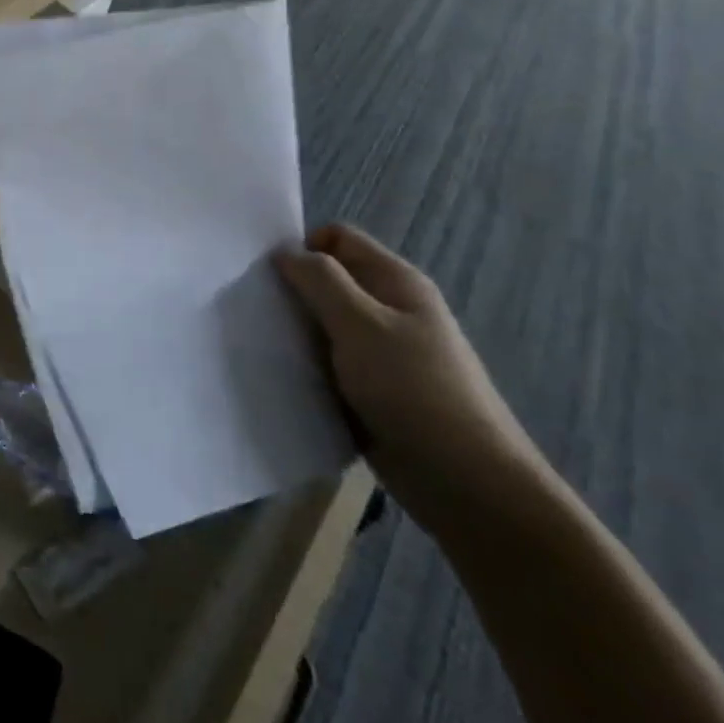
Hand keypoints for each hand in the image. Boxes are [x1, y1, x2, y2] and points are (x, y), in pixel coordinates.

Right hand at [275, 223, 550, 529]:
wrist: (466, 484)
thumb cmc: (414, 390)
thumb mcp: (361, 324)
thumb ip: (320, 280)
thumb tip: (284, 252)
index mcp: (395, 282)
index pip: (337, 238)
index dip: (301, 247)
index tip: (268, 275)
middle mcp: (389, 308)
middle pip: (327, 279)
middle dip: (291, 290)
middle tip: (258, 312)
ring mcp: (382, 350)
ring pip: (323, 322)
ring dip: (295, 331)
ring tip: (266, 345)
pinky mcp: (371, 388)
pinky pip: (328, 361)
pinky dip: (306, 364)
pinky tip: (286, 376)